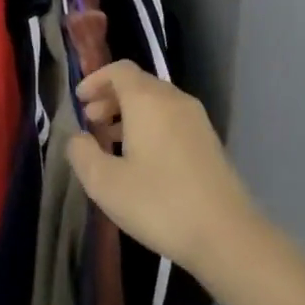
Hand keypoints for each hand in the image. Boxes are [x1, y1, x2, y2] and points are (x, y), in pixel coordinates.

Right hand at [69, 61, 258, 281]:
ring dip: (129, 113)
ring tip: (109, 140)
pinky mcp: (208, 141)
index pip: (120, 70)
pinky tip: (140, 158)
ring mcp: (196, 120)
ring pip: (156, 102)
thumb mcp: (106, 184)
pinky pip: (171, 119)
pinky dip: (149, 125)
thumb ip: (82, 154)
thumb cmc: (159, 203)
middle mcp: (174, 100)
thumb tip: (78, 138)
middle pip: (138, 83)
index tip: (79, 100)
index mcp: (148, 101)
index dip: (96, 79)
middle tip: (90, 121)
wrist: (226, 234)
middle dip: (110, 97)